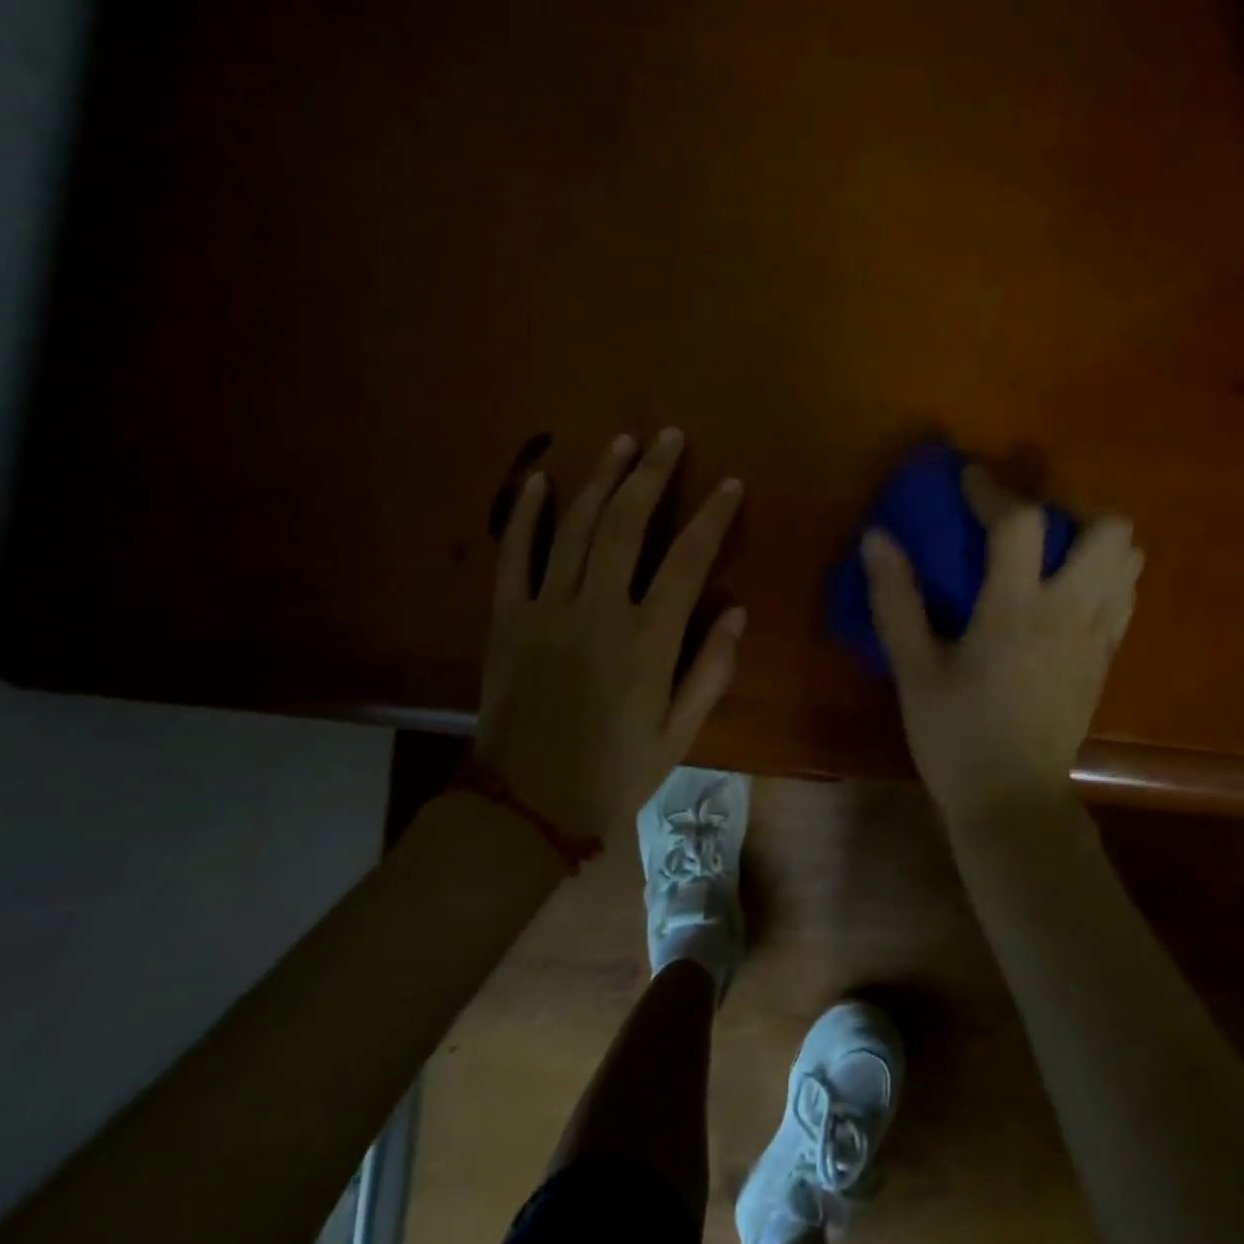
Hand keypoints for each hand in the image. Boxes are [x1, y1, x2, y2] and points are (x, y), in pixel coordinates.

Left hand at [476, 429, 745, 840]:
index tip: (730, 484)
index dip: (712, 516)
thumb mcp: (679, 734)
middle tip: (670, 436)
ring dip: (600, 478)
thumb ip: (710, 670)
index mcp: (647, 641)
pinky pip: (513, 556)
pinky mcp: (506, 619)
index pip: (687, 559)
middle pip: (626, 524)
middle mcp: (597, 612)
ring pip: (574, 527)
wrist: (526, 807)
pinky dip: (524, 515)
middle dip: (652, 474)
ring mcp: (546, 610)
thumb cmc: (614, 773)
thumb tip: (737, 612)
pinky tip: (538, 478)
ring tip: (623, 442)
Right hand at [861, 468, 1141, 817]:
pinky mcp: (1106, 661)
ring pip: (1128, 562)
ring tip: (1051, 553)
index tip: (969, 478)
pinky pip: (1123, 597)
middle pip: (1110, 530)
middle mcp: (1070, 612)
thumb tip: (877, 538)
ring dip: (1094, 542)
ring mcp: (1097, 637)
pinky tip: (1064, 594)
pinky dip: (1103, 577)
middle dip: (1071, 508)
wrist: (1013, 803)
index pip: (1020, 522)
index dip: (993, 489)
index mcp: (1016, 609)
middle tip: (1027, 522)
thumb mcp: (913, 668)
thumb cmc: (956, 735)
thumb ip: (895, 599)